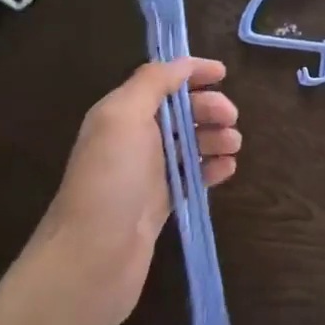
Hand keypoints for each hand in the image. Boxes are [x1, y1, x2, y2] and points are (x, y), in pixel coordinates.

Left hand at [34, 57, 240, 324]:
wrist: (92, 260)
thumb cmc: (110, 180)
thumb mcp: (123, 117)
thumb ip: (152, 83)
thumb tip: (180, 65)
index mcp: (121, 113)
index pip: (160, 80)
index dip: (191, 72)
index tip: (224, 73)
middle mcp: (132, 139)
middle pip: (179, 111)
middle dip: (208, 107)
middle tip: (231, 119)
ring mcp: (147, 173)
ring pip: (190, 143)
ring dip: (215, 137)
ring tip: (233, 147)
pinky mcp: (160, 203)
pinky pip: (192, 175)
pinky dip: (212, 168)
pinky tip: (227, 170)